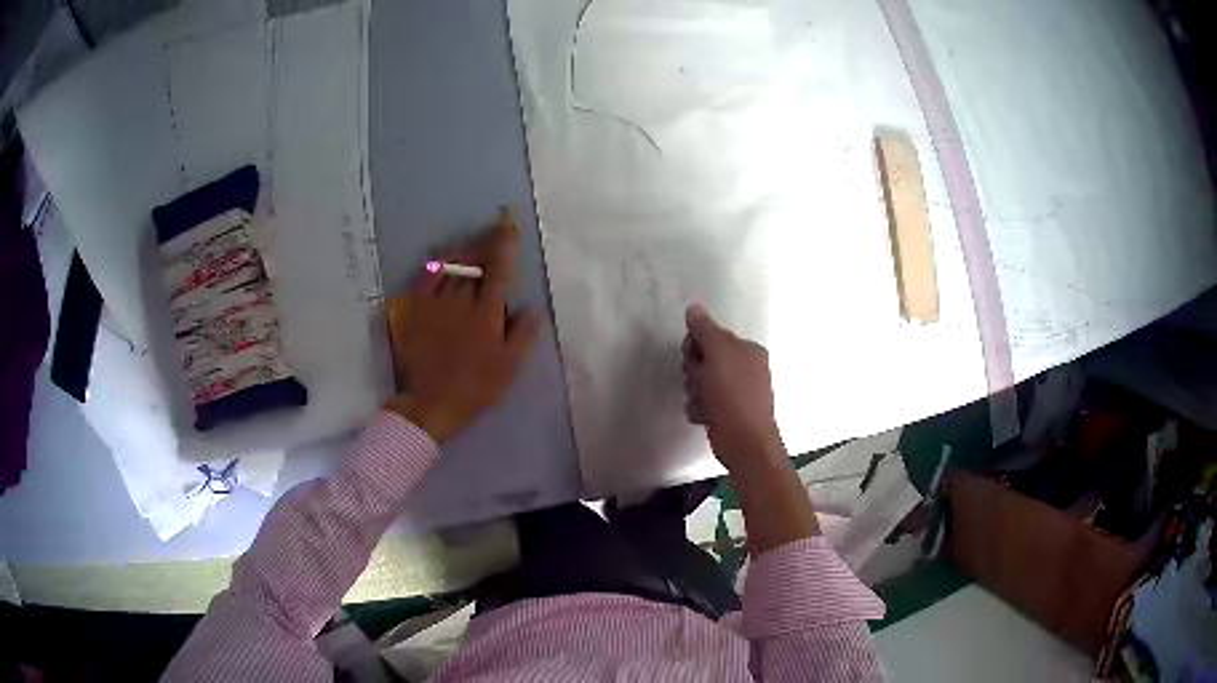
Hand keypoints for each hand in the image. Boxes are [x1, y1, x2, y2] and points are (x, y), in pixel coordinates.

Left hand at [386, 212, 539, 443]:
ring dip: (464, 251)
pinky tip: (442, 261)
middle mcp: (461, 301)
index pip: (498, 270)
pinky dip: (437, 265)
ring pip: (450, 267)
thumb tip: (533, 307)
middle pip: (474, 263)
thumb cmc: (475, 388)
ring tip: (472, 245)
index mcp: (486, 313)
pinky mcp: (415, 310)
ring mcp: (435, 303)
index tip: (509, 227)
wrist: (430, 403)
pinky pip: (426, 278)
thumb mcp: (509, 367)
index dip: (505, 245)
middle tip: (493, 231)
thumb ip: (523, 335)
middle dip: (485, 244)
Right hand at [682, 305, 818, 549]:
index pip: (711, 336)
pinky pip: (702, 402)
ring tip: (704, 404)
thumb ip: (705, 331)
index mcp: (748, 350)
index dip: (696, 347)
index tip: (694, 358)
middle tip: (701, 383)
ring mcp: (736, 392)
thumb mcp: (718, 356)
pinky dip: (699, 408)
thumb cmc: (734, 397)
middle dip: (695, 372)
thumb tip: (694, 308)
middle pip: (703, 359)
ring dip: (695, 392)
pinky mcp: (727, 412)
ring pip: (700, 382)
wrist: (745, 444)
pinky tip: (704, 416)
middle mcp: (745, 368)